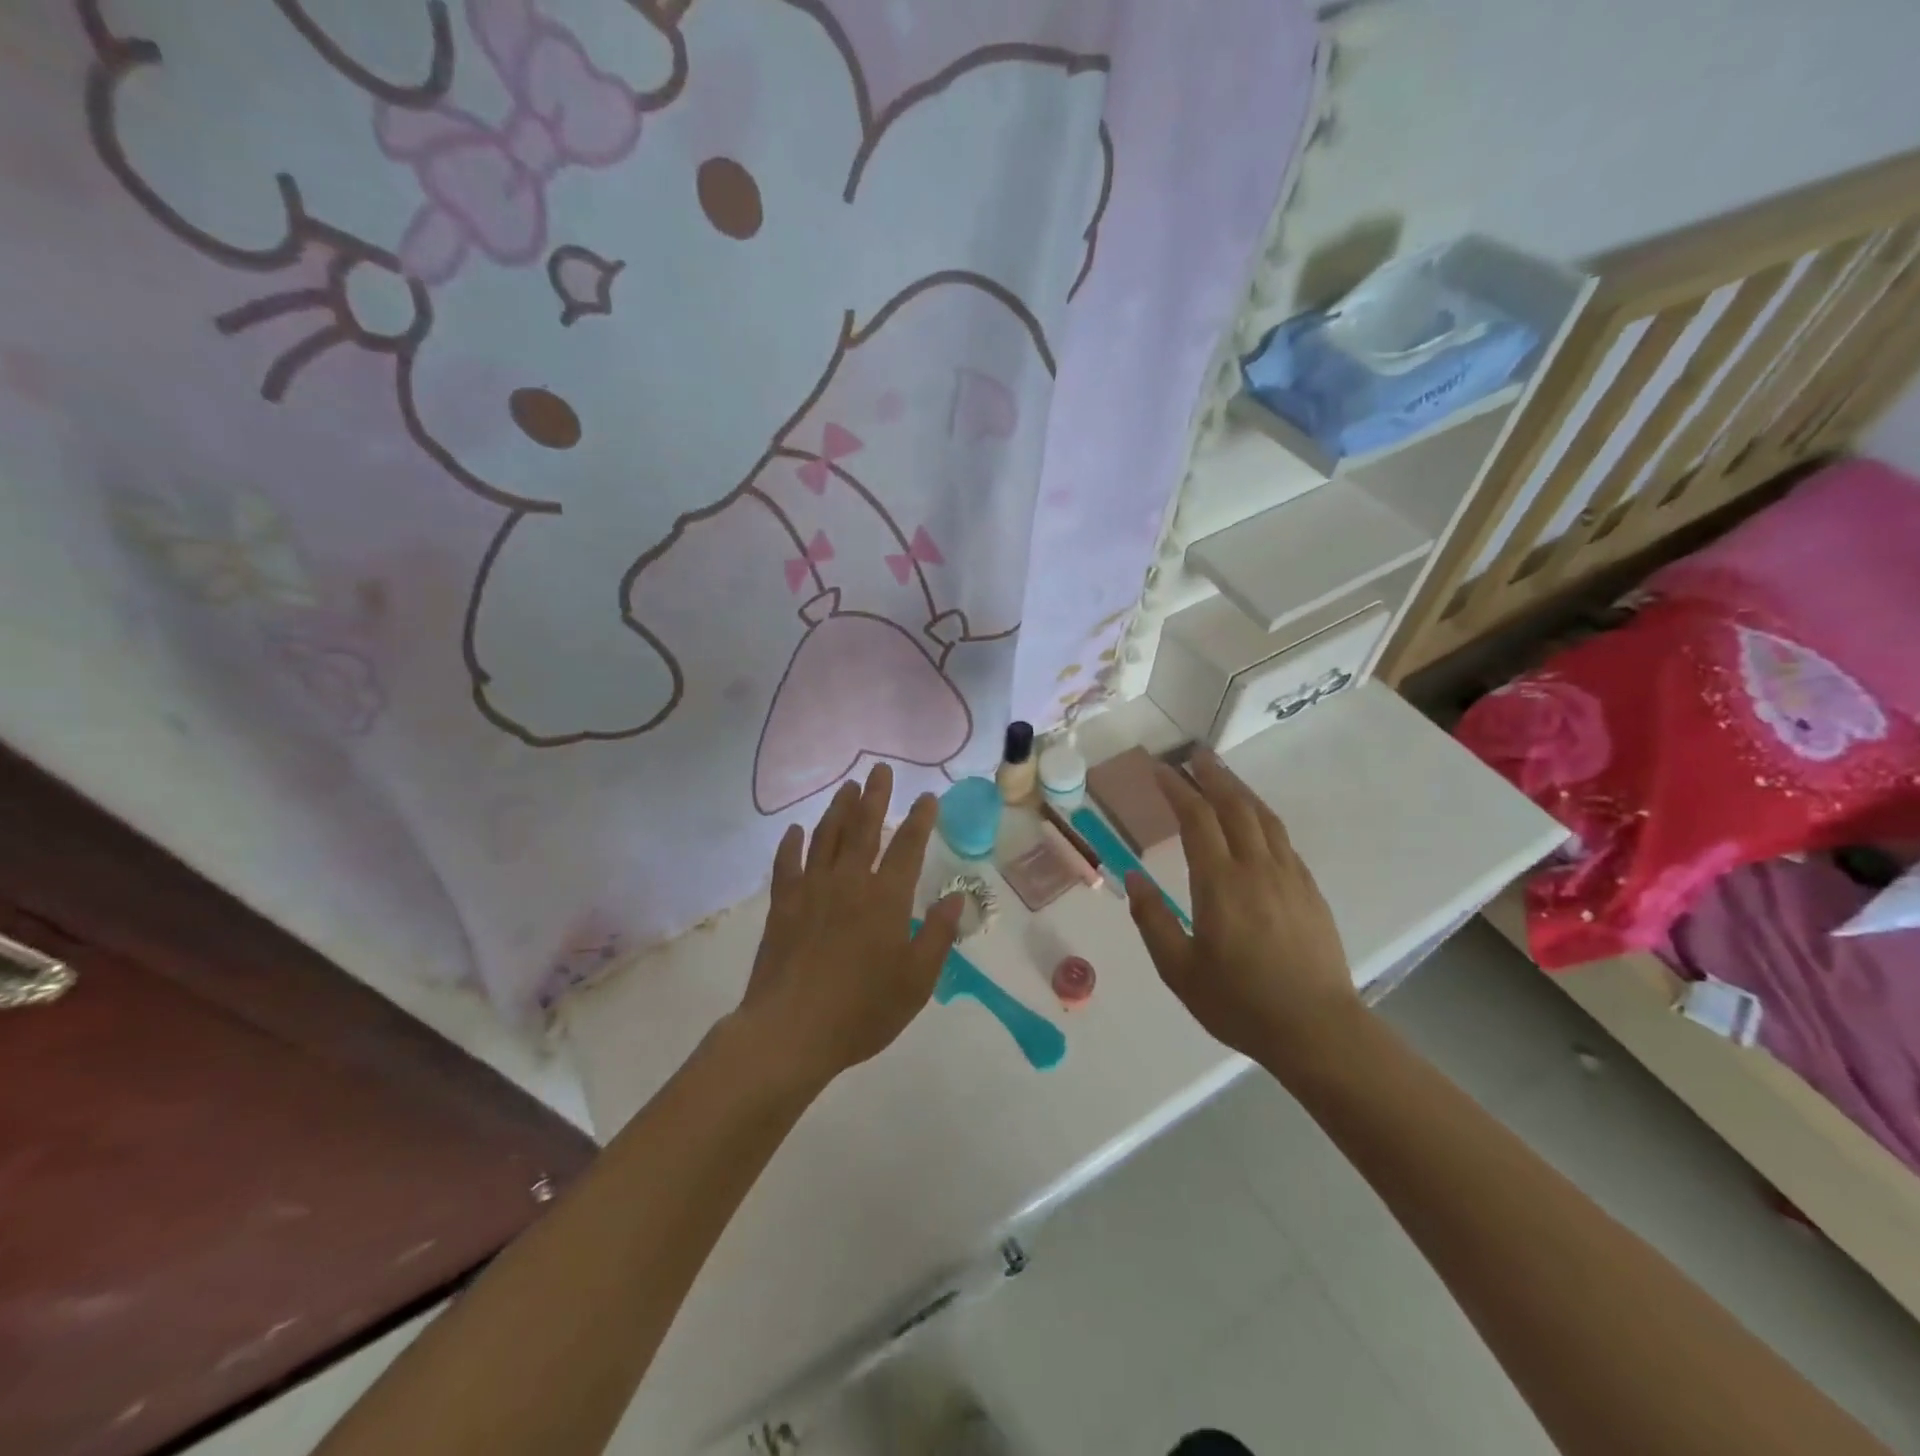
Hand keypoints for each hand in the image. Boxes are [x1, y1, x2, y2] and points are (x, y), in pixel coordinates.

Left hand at [736, 764, 964, 1089]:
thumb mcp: (917, 981)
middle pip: (864, 828)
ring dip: (838, 809)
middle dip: (875, 796)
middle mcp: (849, 882)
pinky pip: (787, 864)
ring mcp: (811, 890)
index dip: (920, 818)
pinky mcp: (781, 905)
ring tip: (846, 787)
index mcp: (886, 898)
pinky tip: (796, 831)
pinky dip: (792, 844)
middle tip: (880, 769)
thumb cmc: (862, 1010)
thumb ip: (938, 935)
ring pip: (826, 837)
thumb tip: (955, 896)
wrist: (791, 1031)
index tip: (927, 796)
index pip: (908, 846)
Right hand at [1125, 749, 1359, 1076]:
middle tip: (1193, 754)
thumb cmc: (1240, 1003)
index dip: (1177, 788)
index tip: (1159, 769)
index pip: (1197, 819)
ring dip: (1240, 789)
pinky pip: (1282, 839)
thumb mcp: (1179, 970)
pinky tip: (1254, 822)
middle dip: (1211, 775)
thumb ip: (1152, 920)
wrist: (1318, 1031)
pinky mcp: (1309, 890)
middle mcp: (1257, 868)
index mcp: (1221, 884)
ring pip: (1263, 817)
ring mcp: (1289, 876)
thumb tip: (1132, 879)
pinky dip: (1261, 817)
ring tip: (1221, 774)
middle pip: (1234, 805)